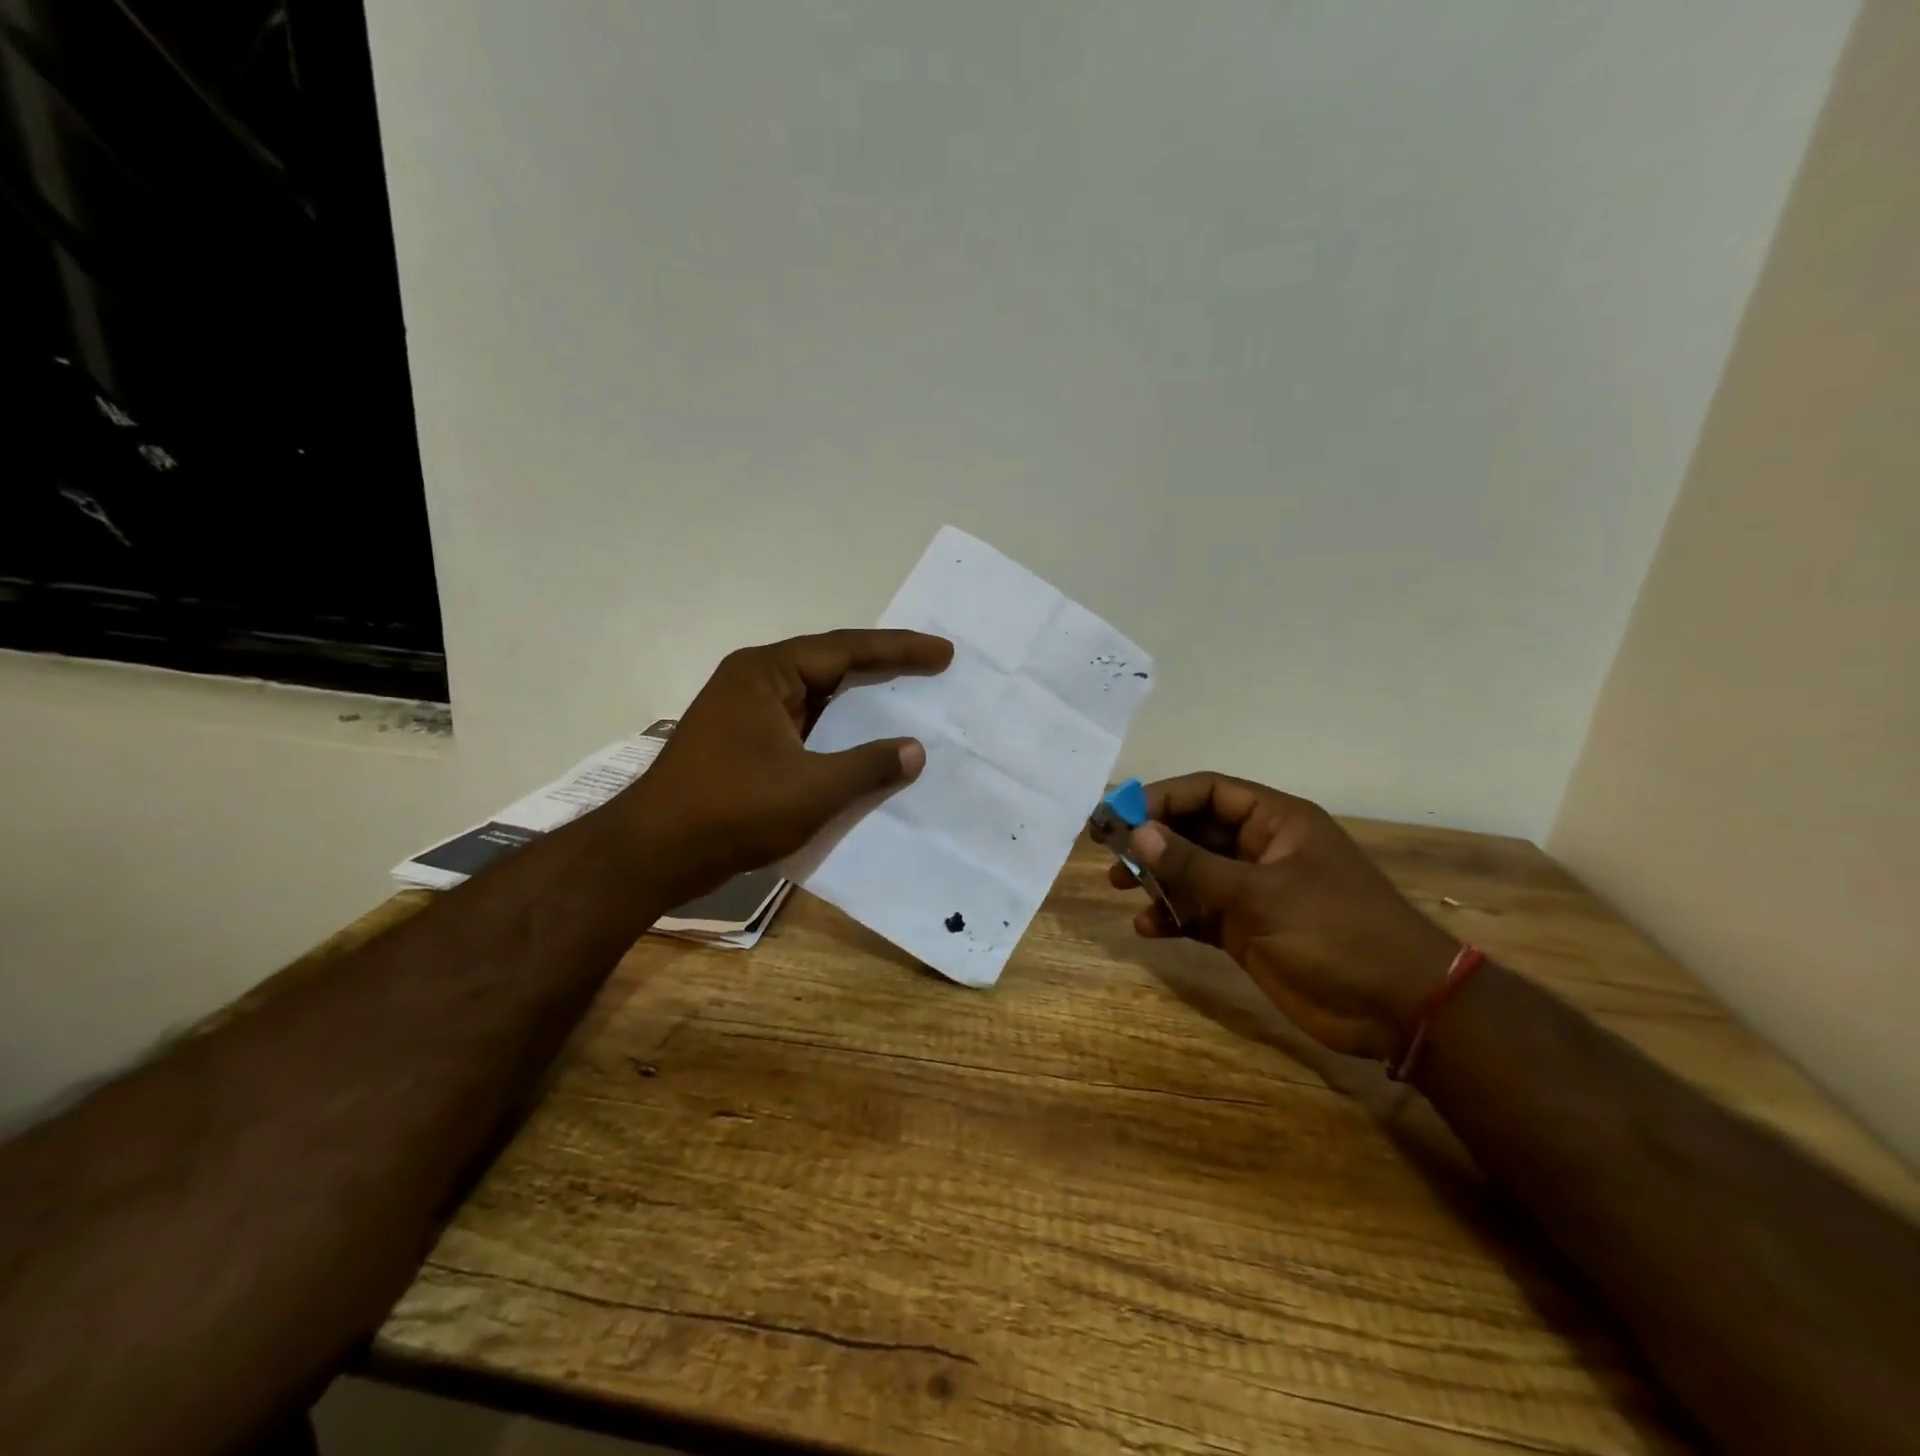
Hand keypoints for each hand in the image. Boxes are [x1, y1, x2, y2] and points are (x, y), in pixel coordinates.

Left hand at [619, 629, 952, 897]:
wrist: (653, 854)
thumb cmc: (732, 810)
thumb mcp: (812, 789)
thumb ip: (869, 766)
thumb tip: (915, 750)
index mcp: (766, 673)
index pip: (845, 649)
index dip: (899, 650)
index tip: (943, 654)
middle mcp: (754, 682)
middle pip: (830, 665)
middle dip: (883, 667)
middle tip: (933, 667)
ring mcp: (745, 713)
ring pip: (816, 697)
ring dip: (859, 701)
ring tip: (907, 698)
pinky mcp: (742, 743)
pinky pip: (803, 725)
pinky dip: (837, 731)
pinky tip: (862, 743)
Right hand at [1102, 773, 1458, 1060]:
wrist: (1397, 1009)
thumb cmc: (1337, 933)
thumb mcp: (1262, 895)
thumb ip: (1195, 866)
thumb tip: (1137, 833)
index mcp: (1275, 822)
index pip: (1208, 792)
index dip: (1162, 798)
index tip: (1119, 816)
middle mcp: (1260, 849)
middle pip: (1194, 830)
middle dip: (1152, 839)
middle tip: (1110, 852)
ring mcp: (1253, 891)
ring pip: (1191, 872)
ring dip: (1157, 878)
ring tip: (1121, 888)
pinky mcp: (1246, 929)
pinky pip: (1198, 912)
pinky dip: (1172, 917)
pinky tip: (1149, 928)